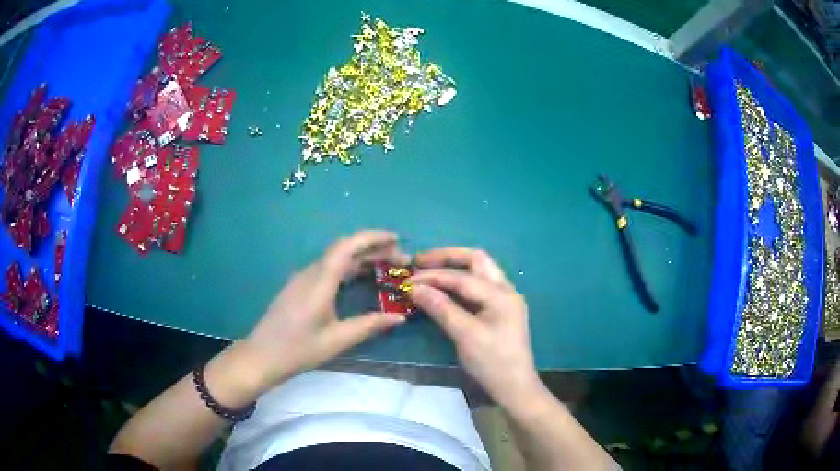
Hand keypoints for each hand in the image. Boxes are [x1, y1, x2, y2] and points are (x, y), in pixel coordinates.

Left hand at [243, 231, 409, 389]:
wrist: (262, 356)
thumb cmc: (298, 349)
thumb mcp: (337, 340)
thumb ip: (369, 325)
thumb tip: (400, 317)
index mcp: (320, 281)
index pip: (347, 246)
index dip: (372, 238)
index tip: (396, 239)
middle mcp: (311, 273)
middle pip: (344, 249)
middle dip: (373, 249)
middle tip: (399, 260)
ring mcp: (303, 279)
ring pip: (336, 258)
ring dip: (361, 258)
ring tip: (386, 268)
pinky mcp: (299, 287)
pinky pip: (328, 269)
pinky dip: (349, 268)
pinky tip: (360, 280)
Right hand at [408, 248, 541, 407]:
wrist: (515, 387)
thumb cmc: (492, 362)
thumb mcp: (465, 335)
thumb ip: (441, 308)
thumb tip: (414, 289)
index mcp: (500, 294)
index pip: (462, 276)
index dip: (433, 276)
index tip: (407, 281)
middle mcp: (504, 289)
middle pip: (475, 260)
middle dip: (447, 257)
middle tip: (420, 262)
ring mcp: (503, 299)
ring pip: (478, 271)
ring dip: (454, 267)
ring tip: (428, 271)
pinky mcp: (498, 310)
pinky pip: (477, 287)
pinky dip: (459, 283)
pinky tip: (444, 289)